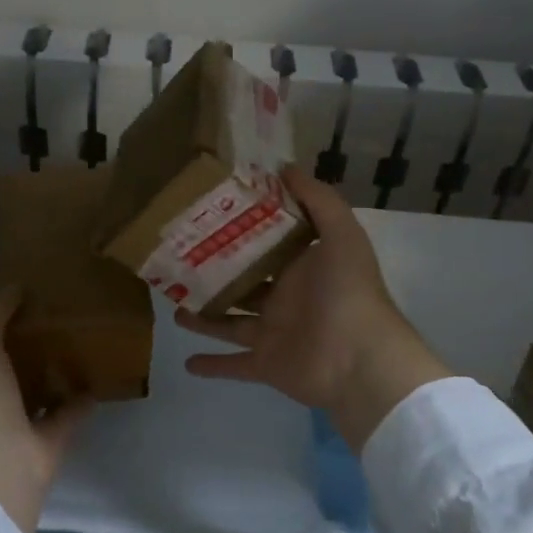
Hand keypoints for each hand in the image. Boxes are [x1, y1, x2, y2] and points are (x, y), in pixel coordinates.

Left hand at [0, 285, 93, 532]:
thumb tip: (14, 284)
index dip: (11, 318)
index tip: (36, 292)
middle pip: (22, 364)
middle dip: (40, 341)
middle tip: (69, 310)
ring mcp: (26, 422)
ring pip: (47, 388)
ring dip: (63, 368)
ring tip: (89, 336)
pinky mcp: (54, 440)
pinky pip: (72, 412)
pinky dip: (85, 397)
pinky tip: (104, 373)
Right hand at [176, 166, 447, 450]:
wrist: (359, 360)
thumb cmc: (347, 292)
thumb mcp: (341, 234)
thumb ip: (318, 200)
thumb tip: (285, 167)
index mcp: (302, 267)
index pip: (267, 243)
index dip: (241, 229)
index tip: (209, 214)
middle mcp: (285, 298)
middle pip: (243, 282)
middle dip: (215, 273)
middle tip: (179, 260)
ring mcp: (274, 333)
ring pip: (230, 322)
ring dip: (204, 316)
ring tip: (174, 305)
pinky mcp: (266, 364)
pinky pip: (234, 364)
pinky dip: (212, 365)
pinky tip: (185, 362)